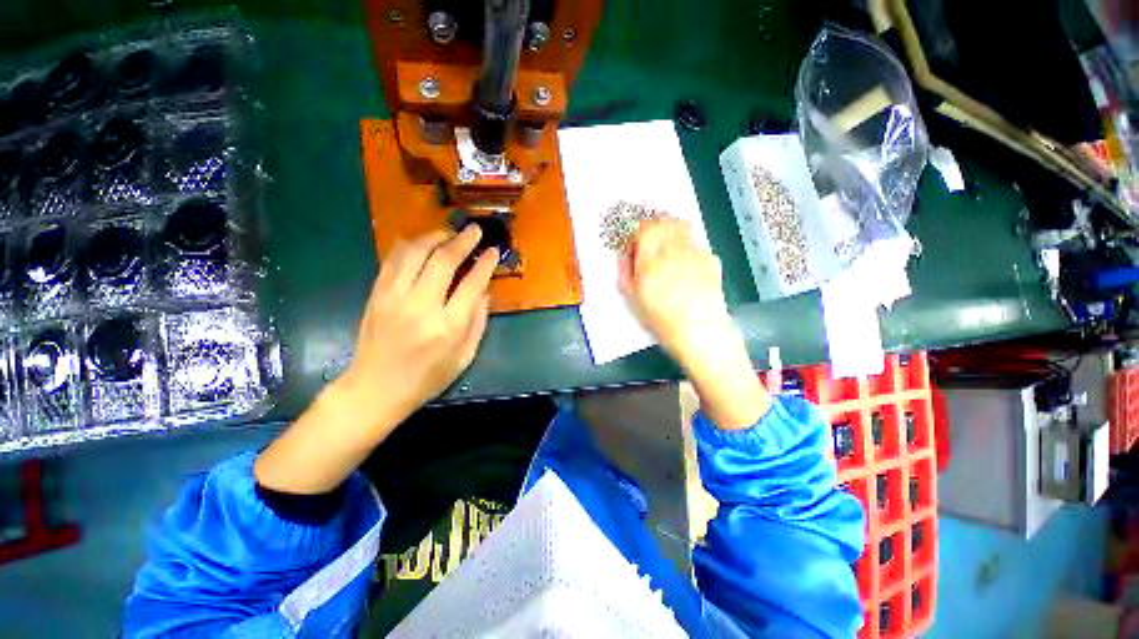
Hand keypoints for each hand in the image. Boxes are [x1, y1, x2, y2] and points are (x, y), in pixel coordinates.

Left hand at [255, 226, 497, 493]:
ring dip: (435, 237)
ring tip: (449, 233)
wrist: (376, 388)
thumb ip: (478, 321)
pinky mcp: (377, 294)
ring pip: (415, 252)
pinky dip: (409, 245)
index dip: (485, 263)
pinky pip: (393, 259)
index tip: (493, 250)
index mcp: (448, 325)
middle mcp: (421, 306)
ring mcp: (394, 297)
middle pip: (443, 260)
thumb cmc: (428, 378)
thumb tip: (484, 291)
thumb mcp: (464, 357)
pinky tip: (421, 242)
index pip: (472, 283)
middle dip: (462, 240)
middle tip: (474, 230)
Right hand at [619, 216, 732, 370]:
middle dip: (655, 228)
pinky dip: (688, 248)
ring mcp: (695, 253)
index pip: (644, 229)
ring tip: (668, 249)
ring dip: (671, 232)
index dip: (638, 234)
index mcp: (651, 260)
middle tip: (651, 243)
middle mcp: (673, 250)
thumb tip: (625, 254)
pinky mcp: (710, 259)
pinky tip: (686, 266)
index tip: (636, 246)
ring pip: (682, 226)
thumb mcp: (632, 298)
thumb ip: (625, 271)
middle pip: (664, 221)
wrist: (699, 330)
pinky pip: (696, 244)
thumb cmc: (660, 319)